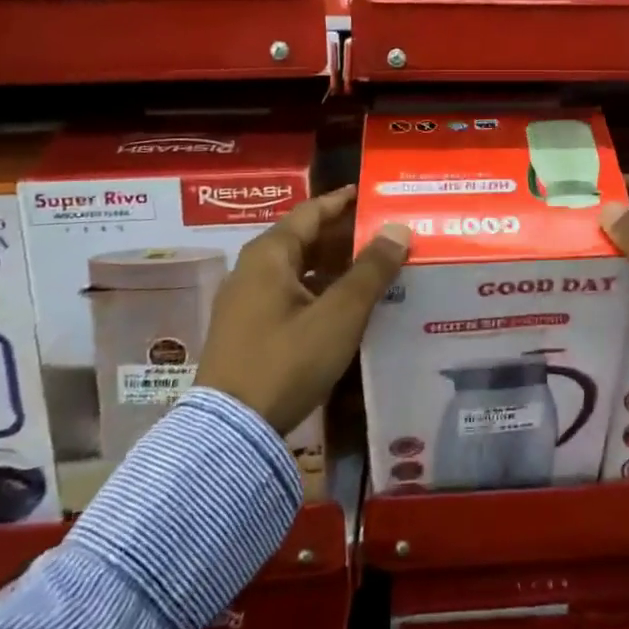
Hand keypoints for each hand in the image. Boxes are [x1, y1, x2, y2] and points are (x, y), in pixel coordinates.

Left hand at [196, 186, 410, 433]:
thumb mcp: (339, 315)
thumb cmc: (287, 361)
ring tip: (375, 268)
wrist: (230, 432)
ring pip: (298, 269)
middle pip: (305, 239)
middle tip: (386, 234)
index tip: (373, 195)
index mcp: (269, 255)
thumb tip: (398, 229)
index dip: (344, 202)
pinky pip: (290, 294)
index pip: (312, 211)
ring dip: (335, 265)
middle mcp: (252, 269)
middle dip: (345, 236)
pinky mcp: (247, 330)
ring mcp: (246, 301)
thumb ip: (371, 270)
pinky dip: (320, 290)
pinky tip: (346, 305)